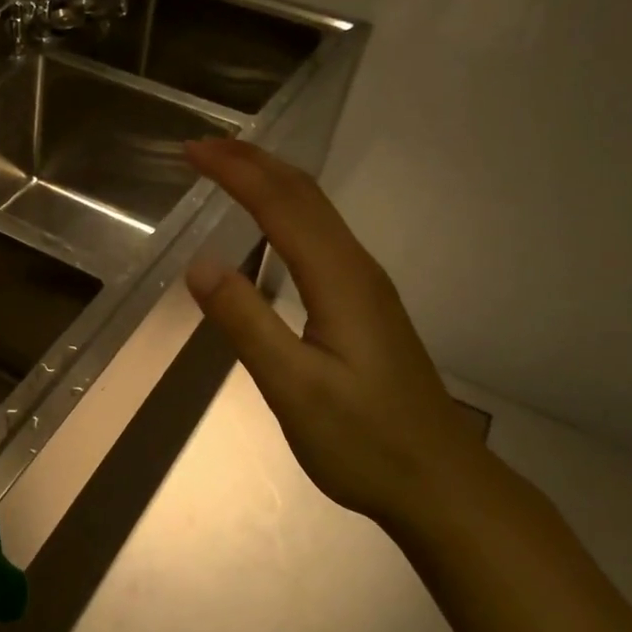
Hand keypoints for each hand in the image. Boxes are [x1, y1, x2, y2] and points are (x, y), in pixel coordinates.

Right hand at [183, 139, 484, 528]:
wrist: (442, 484)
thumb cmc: (366, 441)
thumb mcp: (294, 388)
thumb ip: (246, 322)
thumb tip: (200, 263)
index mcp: (339, 279)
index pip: (280, 204)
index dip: (234, 171)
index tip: (190, 151)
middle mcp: (356, 268)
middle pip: (304, 193)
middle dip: (251, 160)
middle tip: (201, 147)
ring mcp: (365, 285)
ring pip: (316, 210)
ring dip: (270, 178)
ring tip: (228, 167)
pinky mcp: (365, 303)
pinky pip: (321, 233)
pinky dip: (286, 208)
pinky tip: (272, 221)